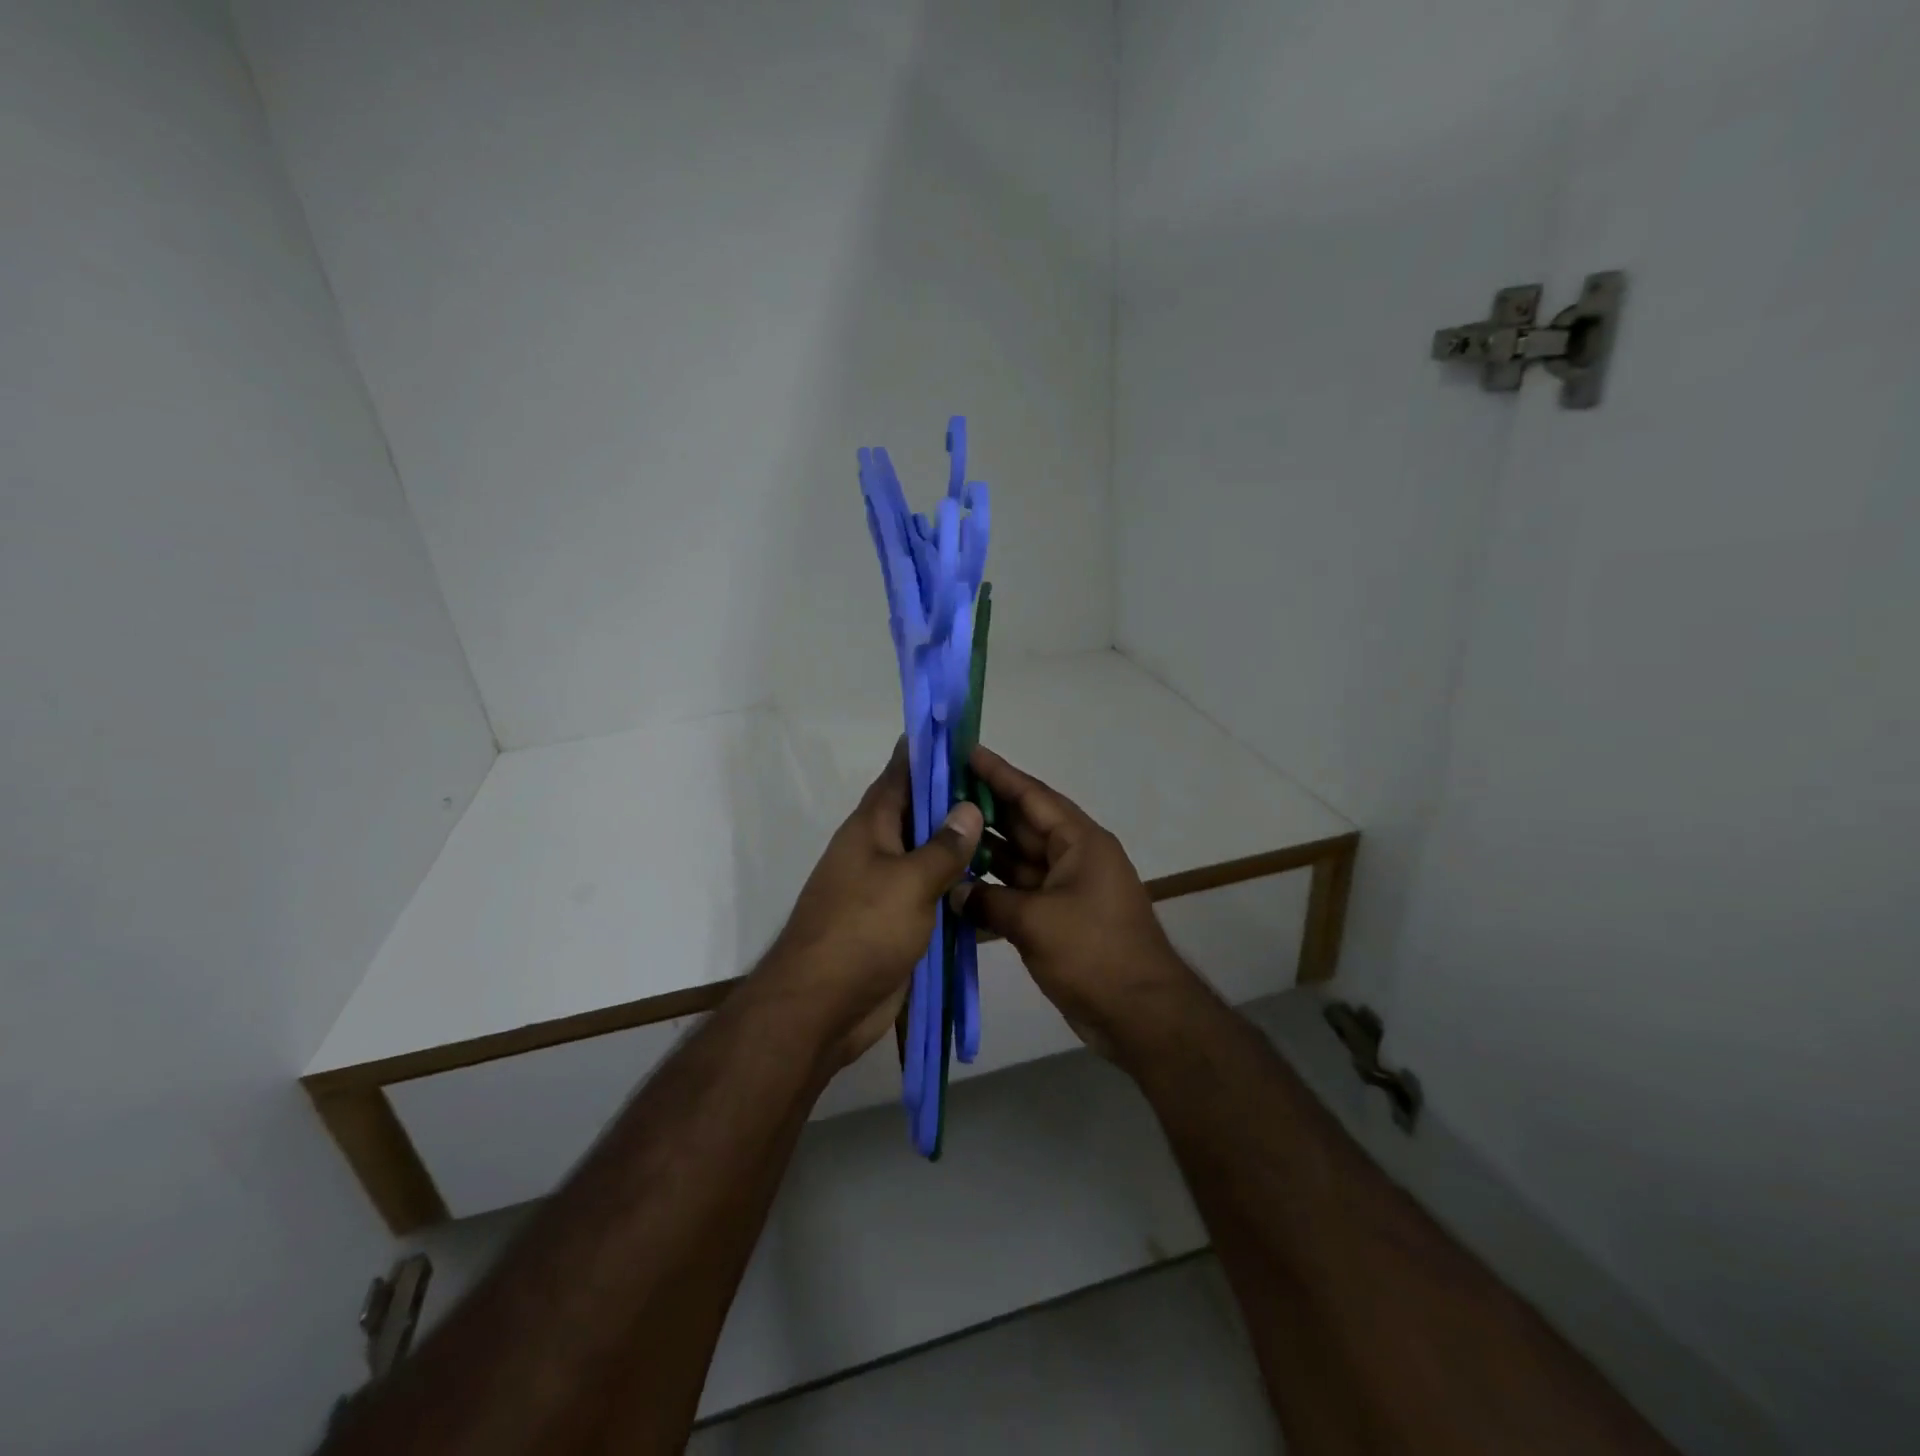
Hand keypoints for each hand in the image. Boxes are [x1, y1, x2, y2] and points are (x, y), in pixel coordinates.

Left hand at [763, 739, 983, 1067]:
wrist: (822, 1008)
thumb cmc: (862, 931)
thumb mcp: (909, 882)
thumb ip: (943, 847)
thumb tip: (968, 808)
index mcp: (871, 828)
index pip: (899, 775)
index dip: (927, 753)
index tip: (959, 734)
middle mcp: (877, 851)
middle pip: (919, 815)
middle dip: (955, 801)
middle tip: (1002, 789)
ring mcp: (887, 890)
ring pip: (929, 858)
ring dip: (961, 849)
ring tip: (1007, 834)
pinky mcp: (898, 925)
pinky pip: (934, 898)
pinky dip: (960, 893)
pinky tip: (994, 890)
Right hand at [953, 746, 1202, 1059]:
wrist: (1140, 1014)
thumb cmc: (1094, 953)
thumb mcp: (1037, 922)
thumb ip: (990, 902)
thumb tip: (955, 891)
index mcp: (1080, 842)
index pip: (1032, 796)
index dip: (999, 774)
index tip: (966, 752)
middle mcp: (1073, 857)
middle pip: (1023, 824)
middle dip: (984, 809)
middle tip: (940, 792)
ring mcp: (1066, 889)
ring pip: (1019, 859)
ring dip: (985, 850)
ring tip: (940, 832)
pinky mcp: (1058, 918)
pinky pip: (1020, 892)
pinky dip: (993, 888)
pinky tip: (958, 882)